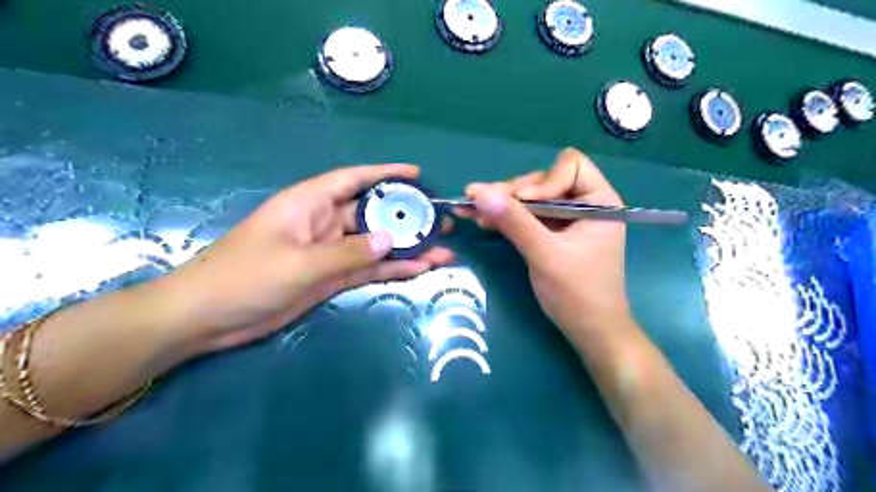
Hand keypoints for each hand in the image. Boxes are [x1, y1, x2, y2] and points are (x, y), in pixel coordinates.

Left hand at [160, 166, 454, 353]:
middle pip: (372, 213)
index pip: (353, 179)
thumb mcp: (300, 263)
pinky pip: (368, 268)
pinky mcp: (331, 277)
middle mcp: (323, 223)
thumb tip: (391, 239)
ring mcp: (329, 252)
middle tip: (440, 222)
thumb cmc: (245, 277)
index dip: (386, 173)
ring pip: (375, 244)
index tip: (417, 174)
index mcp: (309, 204)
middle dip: (406, 216)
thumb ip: (348, 252)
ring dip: (406, 248)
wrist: (208, 318)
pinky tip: (419, 269)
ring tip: (442, 250)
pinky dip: (391, 269)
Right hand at [462, 146, 625, 338]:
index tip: (521, 204)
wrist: (590, 331)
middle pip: (543, 181)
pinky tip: (482, 220)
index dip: (543, 182)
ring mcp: (567, 219)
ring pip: (530, 198)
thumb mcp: (545, 255)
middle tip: (477, 201)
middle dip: (512, 193)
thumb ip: (515, 222)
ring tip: (470, 208)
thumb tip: (480, 193)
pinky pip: (527, 216)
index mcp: (599, 201)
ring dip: (502, 204)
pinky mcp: (552, 233)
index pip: (570, 166)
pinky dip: (506, 217)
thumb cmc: (578, 294)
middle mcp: (584, 203)